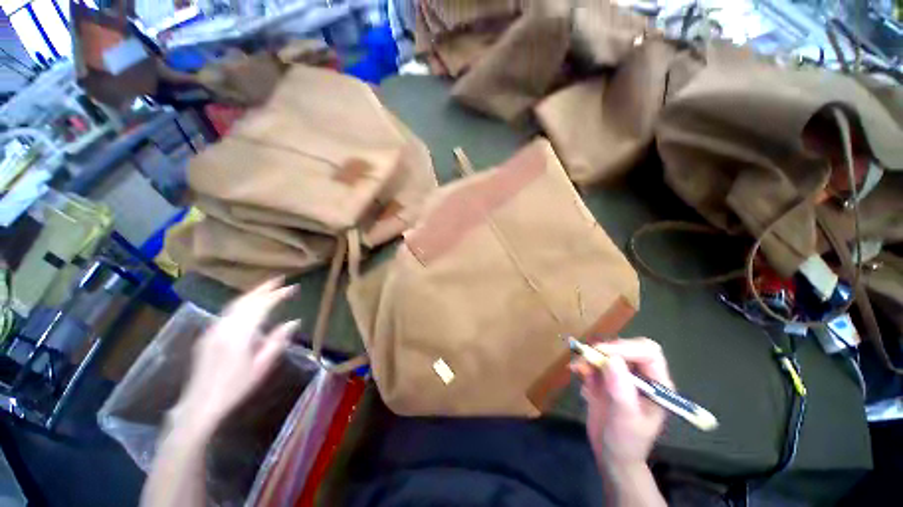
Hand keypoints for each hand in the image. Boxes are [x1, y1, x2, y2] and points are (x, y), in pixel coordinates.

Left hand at [170, 278, 299, 437]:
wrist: (200, 404)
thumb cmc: (236, 387)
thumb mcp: (262, 366)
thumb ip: (278, 341)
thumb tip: (294, 322)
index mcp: (240, 334)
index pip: (262, 306)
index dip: (278, 295)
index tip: (293, 288)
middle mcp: (225, 327)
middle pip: (246, 300)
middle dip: (264, 288)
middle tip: (281, 279)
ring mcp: (213, 329)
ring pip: (235, 304)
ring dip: (252, 293)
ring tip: (267, 287)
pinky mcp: (208, 335)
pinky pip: (228, 312)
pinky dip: (242, 302)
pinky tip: (249, 305)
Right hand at [571, 338, 672, 470]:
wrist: (611, 456)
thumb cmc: (626, 442)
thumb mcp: (625, 419)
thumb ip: (621, 390)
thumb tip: (611, 359)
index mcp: (657, 384)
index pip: (648, 353)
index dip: (627, 348)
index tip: (603, 353)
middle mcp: (641, 376)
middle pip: (626, 348)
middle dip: (606, 349)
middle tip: (588, 355)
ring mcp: (622, 377)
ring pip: (608, 353)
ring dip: (591, 356)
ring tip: (578, 367)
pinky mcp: (604, 379)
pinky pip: (594, 363)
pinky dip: (583, 364)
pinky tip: (575, 371)